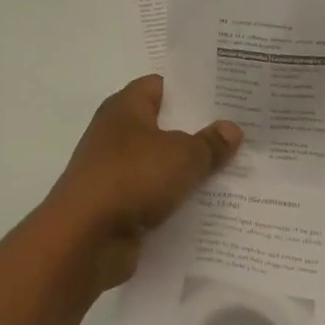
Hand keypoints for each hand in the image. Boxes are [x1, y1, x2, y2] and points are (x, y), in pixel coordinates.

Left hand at [43, 76, 241, 292]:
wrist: (85, 238)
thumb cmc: (132, 178)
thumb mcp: (183, 156)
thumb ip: (210, 143)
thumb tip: (232, 129)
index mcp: (125, 108)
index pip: (160, 85)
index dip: (192, 89)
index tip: (226, 95)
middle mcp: (116, 134)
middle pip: (163, 125)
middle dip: (197, 131)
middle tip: (239, 132)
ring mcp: (114, 171)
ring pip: (160, 164)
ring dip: (188, 170)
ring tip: (233, 170)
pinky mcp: (116, 205)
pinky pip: (154, 196)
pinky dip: (175, 200)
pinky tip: (208, 205)